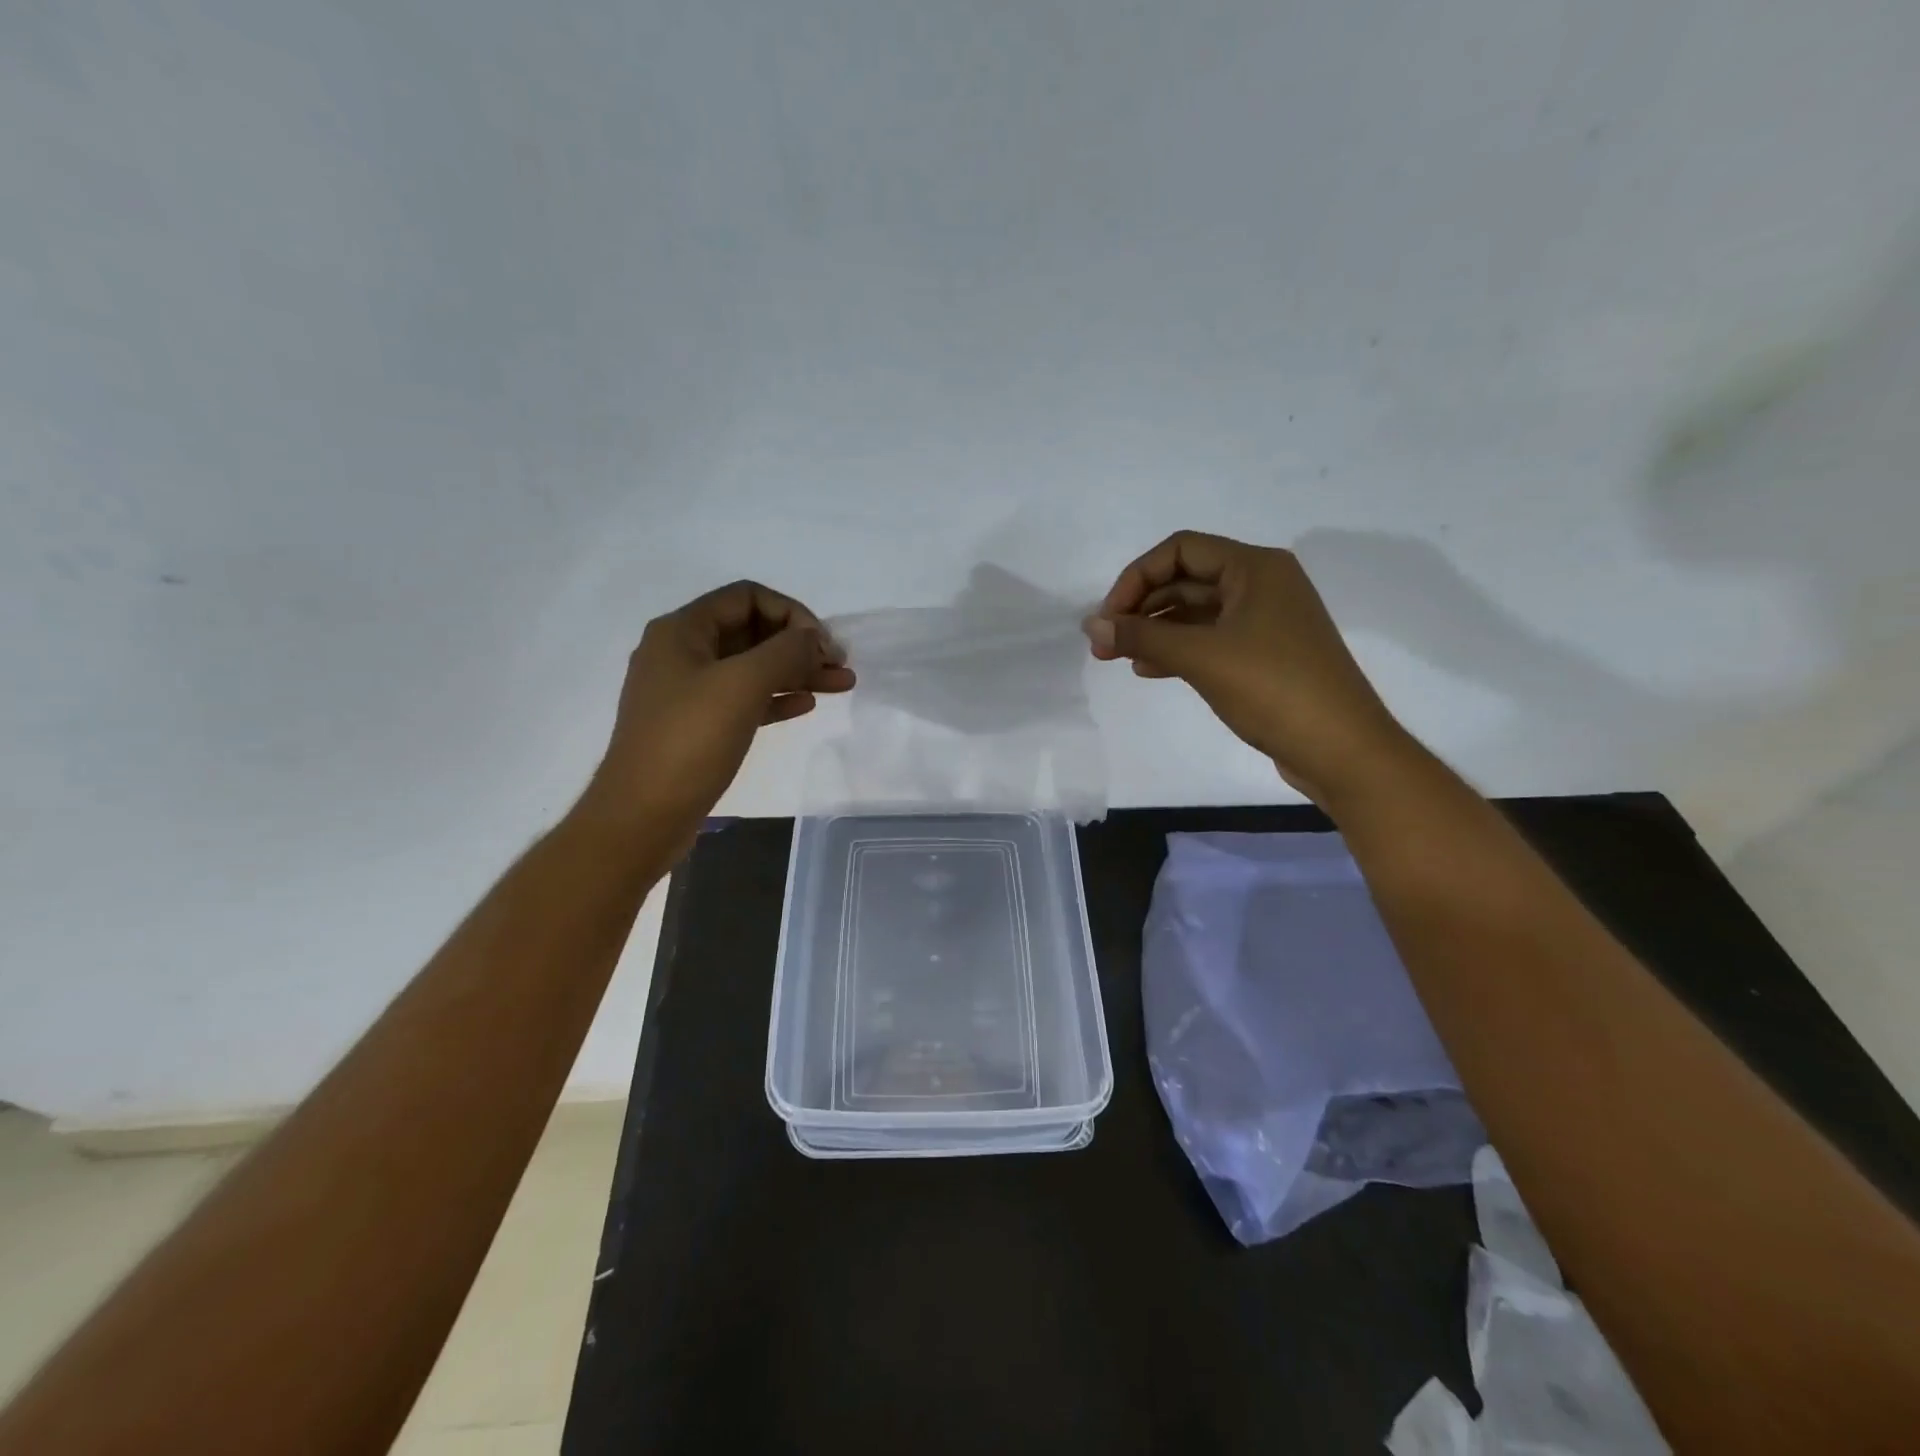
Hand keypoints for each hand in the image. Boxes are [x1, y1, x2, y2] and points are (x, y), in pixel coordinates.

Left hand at [578, 581, 854, 845]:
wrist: (643, 815)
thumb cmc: (690, 741)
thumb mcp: (742, 685)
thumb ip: (785, 652)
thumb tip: (812, 637)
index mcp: (682, 631)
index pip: (747, 597)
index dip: (791, 613)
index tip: (822, 643)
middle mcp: (682, 653)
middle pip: (752, 632)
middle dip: (800, 645)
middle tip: (840, 665)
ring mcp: (688, 692)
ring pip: (752, 669)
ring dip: (796, 672)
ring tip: (841, 685)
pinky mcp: (697, 726)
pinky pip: (744, 700)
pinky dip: (776, 698)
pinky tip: (805, 705)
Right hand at [1084, 531, 1415, 804]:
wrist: (1341, 748)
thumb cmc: (1273, 689)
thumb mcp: (1201, 657)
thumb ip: (1142, 636)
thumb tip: (1090, 625)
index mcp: (1255, 568)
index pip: (1180, 550)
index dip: (1136, 578)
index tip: (1108, 618)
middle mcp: (1261, 584)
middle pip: (1186, 580)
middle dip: (1141, 608)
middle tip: (1103, 643)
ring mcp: (1264, 621)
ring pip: (1195, 613)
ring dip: (1154, 631)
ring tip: (1116, 658)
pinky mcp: (1264, 654)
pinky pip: (1210, 640)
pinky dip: (1177, 650)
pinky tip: (1148, 669)